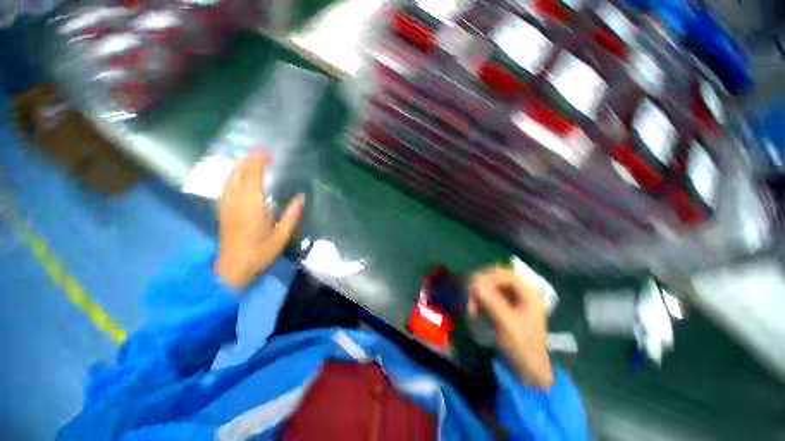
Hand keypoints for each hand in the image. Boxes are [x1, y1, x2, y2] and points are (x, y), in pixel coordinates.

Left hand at [214, 151, 304, 289]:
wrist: (233, 268)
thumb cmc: (260, 253)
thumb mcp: (282, 236)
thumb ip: (292, 215)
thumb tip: (300, 197)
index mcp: (252, 206)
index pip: (253, 176)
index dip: (259, 161)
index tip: (268, 152)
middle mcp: (236, 201)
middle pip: (238, 172)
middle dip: (249, 159)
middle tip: (262, 152)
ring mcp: (226, 204)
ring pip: (229, 177)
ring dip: (240, 165)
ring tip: (252, 159)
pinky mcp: (222, 209)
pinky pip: (226, 185)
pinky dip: (233, 174)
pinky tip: (240, 175)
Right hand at [468, 266, 552, 386]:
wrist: (528, 367)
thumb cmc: (522, 345)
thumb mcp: (507, 324)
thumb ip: (492, 303)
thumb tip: (475, 284)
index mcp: (527, 292)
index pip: (504, 274)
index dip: (487, 276)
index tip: (472, 286)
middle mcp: (520, 290)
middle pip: (495, 278)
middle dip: (480, 285)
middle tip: (469, 296)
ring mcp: (512, 297)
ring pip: (490, 286)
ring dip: (478, 294)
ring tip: (470, 307)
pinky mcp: (505, 304)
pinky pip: (489, 295)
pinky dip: (480, 300)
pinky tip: (474, 310)